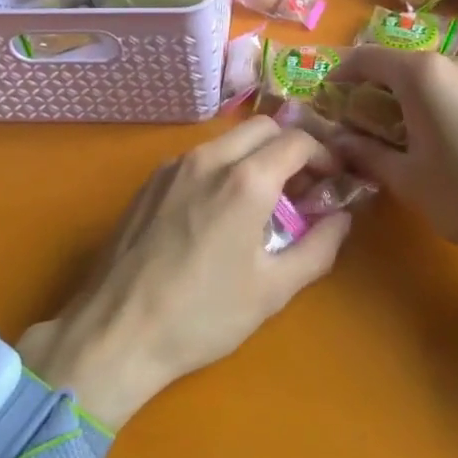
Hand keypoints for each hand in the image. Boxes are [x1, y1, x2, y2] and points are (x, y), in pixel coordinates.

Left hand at [18, 117, 350, 428]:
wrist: (115, 331)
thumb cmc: (202, 315)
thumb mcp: (273, 290)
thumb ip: (318, 247)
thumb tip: (342, 218)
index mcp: (245, 180)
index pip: (297, 140)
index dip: (324, 154)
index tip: (333, 179)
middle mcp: (209, 159)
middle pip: (263, 126)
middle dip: (290, 146)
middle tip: (301, 186)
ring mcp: (173, 166)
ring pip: (228, 139)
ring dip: (255, 155)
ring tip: (263, 199)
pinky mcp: (150, 181)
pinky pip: (199, 157)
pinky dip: (223, 166)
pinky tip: (220, 208)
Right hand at [322, 46, 457, 294]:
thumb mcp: (408, 179)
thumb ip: (365, 153)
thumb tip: (336, 140)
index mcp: (423, 74)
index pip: (366, 58)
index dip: (339, 75)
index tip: (326, 101)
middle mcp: (452, 60)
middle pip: (398, 65)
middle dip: (371, 91)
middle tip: (357, 127)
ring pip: (428, 76)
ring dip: (403, 99)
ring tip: (397, 138)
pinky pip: (454, 86)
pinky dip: (433, 102)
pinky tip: (437, 139)